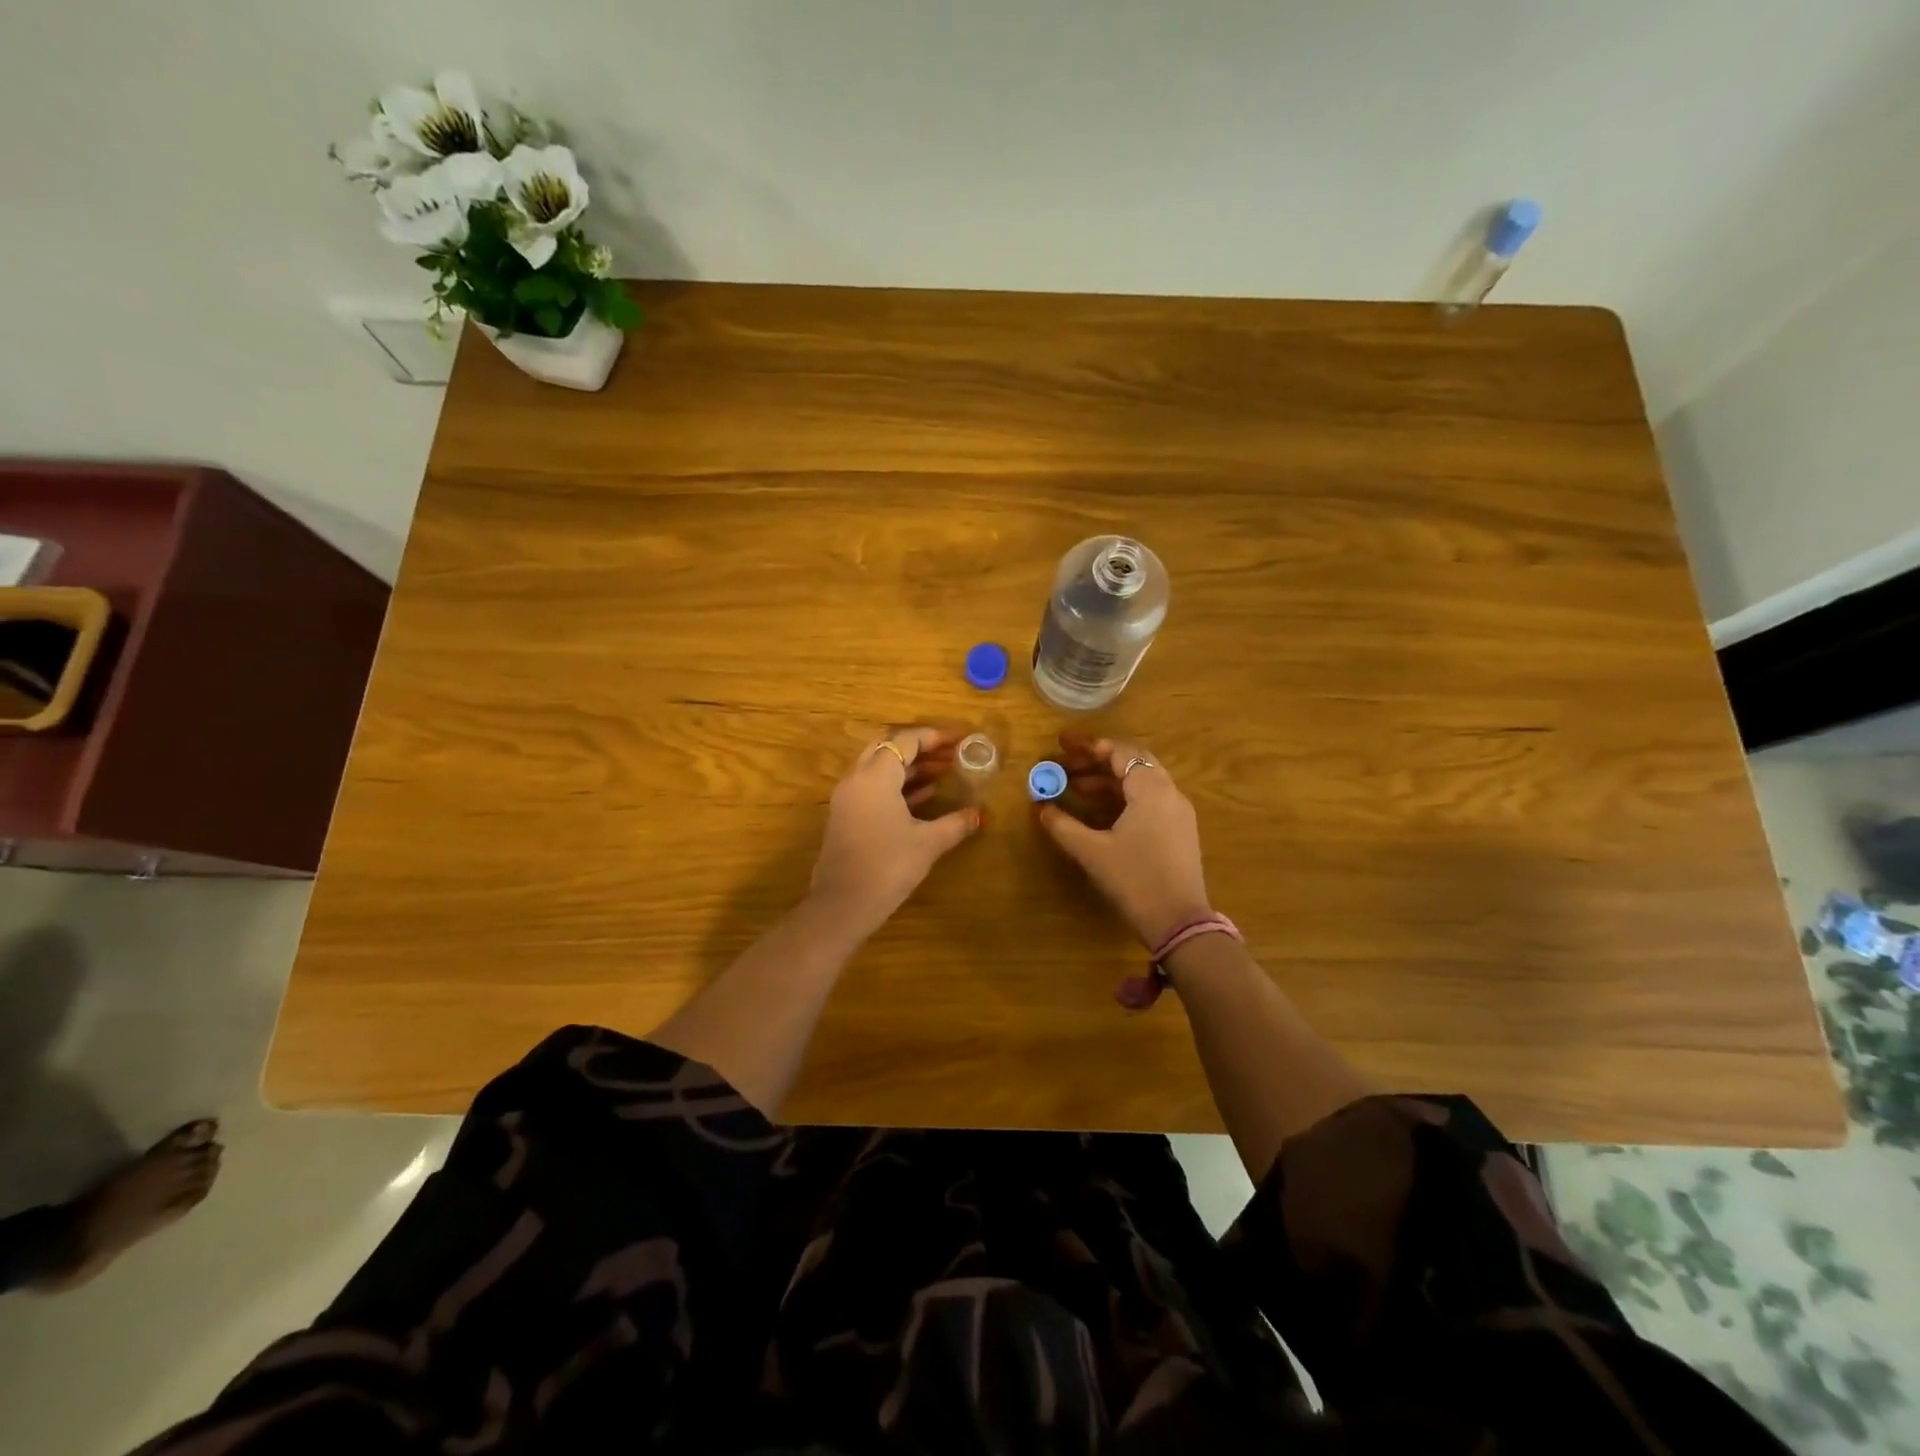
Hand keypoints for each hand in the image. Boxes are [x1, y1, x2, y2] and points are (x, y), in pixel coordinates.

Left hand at [809, 727, 980, 937]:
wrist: (842, 906)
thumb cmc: (887, 867)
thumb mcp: (927, 843)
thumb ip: (955, 823)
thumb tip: (980, 814)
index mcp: (875, 776)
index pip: (905, 741)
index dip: (934, 737)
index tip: (960, 740)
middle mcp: (856, 779)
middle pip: (888, 748)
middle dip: (921, 748)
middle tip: (950, 754)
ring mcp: (847, 798)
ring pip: (880, 768)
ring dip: (910, 767)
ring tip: (945, 772)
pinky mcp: (846, 816)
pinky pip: (873, 787)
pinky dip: (897, 785)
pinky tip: (924, 796)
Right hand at [1036, 733, 1211, 946]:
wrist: (1179, 923)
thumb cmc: (1134, 880)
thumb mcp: (1092, 852)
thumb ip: (1063, 825)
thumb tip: (1041, 808)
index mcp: (1151, 789)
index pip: (1120, 752)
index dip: (1088, 746)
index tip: (1061, 744)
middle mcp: (1170, 793)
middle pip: (1132, 762)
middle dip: (1098, 761)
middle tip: (1067, 764)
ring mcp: (1178, 813)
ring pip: (1142, 782)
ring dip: (1109, 781)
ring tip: (1076, 789)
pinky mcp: (1179, 832)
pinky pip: (1149, 801)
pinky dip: (1123, 798)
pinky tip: (1100, 812)